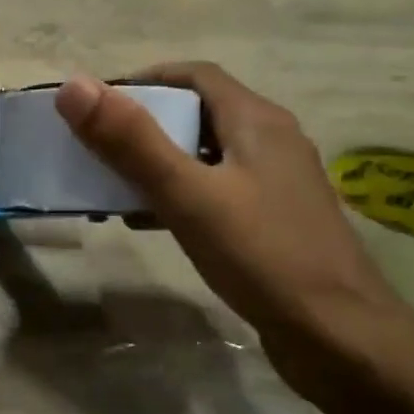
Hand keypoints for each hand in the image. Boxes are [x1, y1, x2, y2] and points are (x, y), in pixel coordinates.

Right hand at [56, 66, 413, 413]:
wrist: (340, 337)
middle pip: (197, 113)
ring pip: (203, 155)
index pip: (195, 75)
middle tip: (95, 149)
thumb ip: (131, 141)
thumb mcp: (188, 195)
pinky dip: (177, 194)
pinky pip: (214, 190)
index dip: (143, 80)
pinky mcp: (272, 221)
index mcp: (257, 121)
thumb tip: (74, 85)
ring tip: (111, 188)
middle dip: (142, 125)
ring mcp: (275, 184)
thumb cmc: (263, 256)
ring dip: (155, 163)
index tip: (95, 106)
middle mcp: (271, 141)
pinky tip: (151, 221)